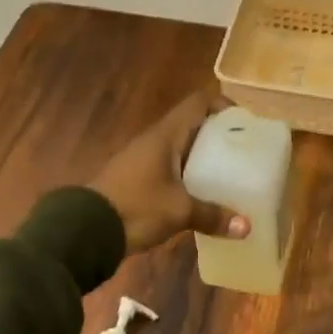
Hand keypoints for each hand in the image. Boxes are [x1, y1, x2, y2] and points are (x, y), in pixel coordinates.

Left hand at [88, 91, 252, 253]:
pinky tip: (201, 195)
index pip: (197, 103)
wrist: (85, 231)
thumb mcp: (178, 212)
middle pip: (191, 125)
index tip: (245, 122)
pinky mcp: (136, 180)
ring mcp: (143, 159)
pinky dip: (187, 175)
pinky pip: (169, 168)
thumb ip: (212, 215)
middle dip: (218, 135)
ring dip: (202, 157)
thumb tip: (247, 227)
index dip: (222, 105)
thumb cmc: (136, 208)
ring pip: (180, 149)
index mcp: (165, 135)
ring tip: (229, 173)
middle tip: (244, 152)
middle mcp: (154, 140)